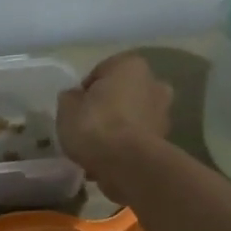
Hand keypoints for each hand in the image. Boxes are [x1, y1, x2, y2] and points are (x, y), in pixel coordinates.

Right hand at [57, 54, 172, 203]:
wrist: (126, 165)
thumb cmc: (95, 126)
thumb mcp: (67, 108)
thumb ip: (70, 98)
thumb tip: (75, 98)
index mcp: (130, 65)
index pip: (101, 72)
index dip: (85, 91)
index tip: (75, 109)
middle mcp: (154, 83)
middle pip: (122, 93)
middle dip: (108, 106)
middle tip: (87, 125)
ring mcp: (163, 113)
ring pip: (132, 117)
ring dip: (118, 127)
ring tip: (97, 147)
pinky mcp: (164, 141)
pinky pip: (137, 139)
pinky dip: (126, 146)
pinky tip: (108, 160)